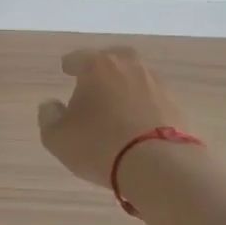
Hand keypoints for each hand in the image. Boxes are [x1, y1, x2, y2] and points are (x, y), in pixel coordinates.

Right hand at [37, 47, 193, 187]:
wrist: (160, 167)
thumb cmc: (99, 145)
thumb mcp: (58, 137)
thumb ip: (49, 117)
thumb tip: (51, 105)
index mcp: (97, 66)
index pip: (79, 57)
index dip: (70, 64)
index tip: (66, 69)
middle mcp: (128, 67)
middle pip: (113, 59)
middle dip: (103, 67)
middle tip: (94, 80)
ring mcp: (156, 85)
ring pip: (136, 78)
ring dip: (125, 87)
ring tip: (116, 105)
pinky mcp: (176, 107)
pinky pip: (153, 100)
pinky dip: (143, 106)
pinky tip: (137, 122)